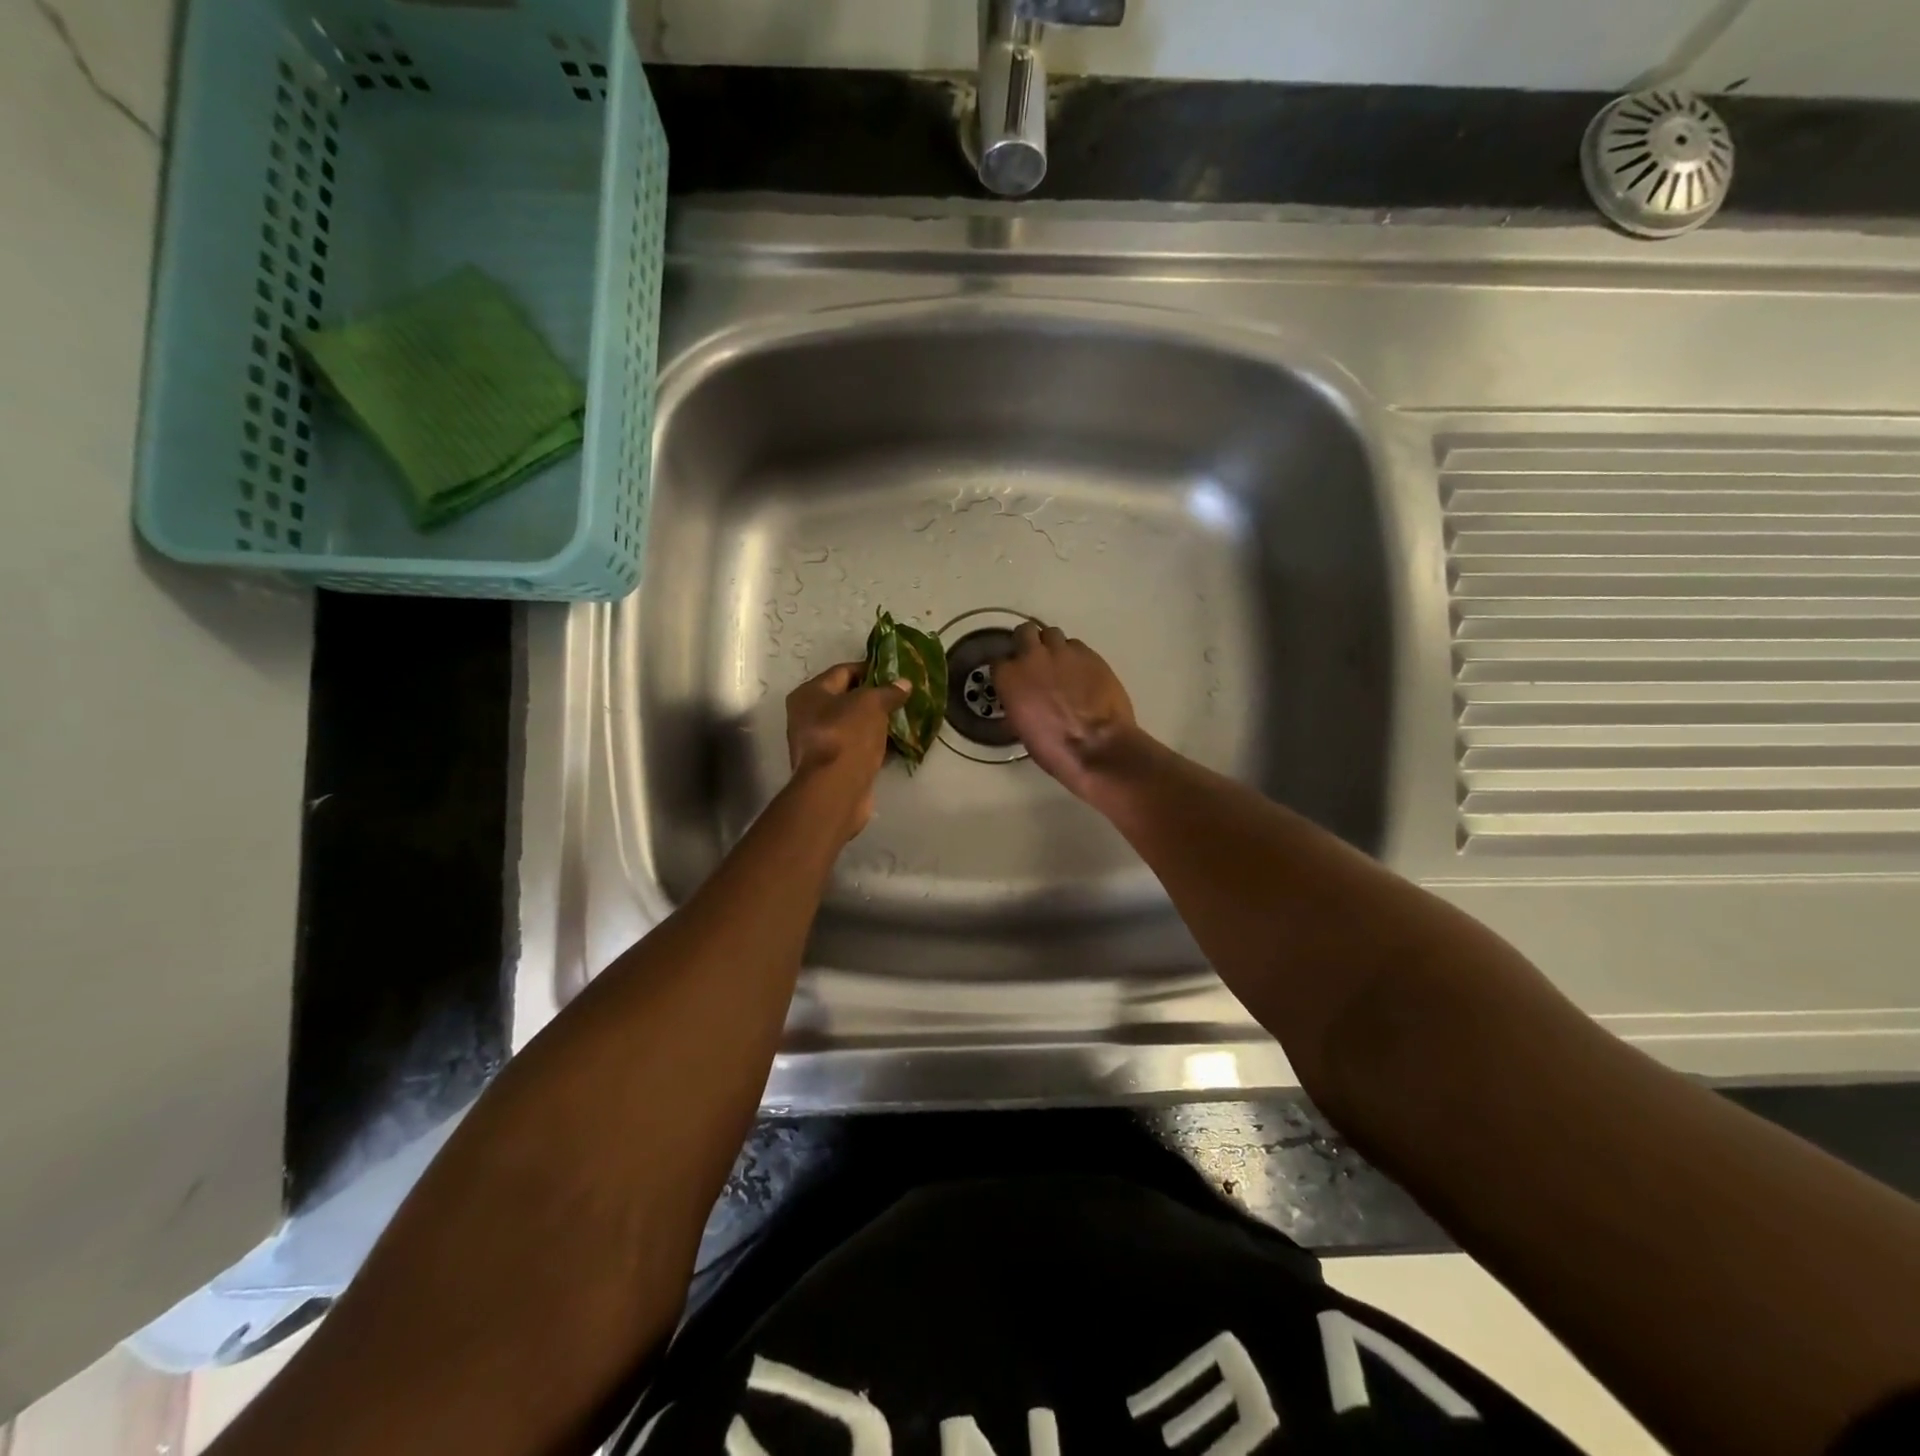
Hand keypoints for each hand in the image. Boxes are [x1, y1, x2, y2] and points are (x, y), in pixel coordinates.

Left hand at [786, 662, 908, 841]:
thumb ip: (888, 691)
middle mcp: (807, 717)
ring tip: (904, 717)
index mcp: (809, 694)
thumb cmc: (846, 736)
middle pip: (847, 699)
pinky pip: (858, 747)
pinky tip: (897, 743)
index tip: (896, 673)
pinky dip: (875, 743)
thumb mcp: (871, 704)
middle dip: (875, 697)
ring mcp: (819, 744)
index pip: (843, 671)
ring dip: (877, 722)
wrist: (836, 790)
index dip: (870, 669)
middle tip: (903, 696)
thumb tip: (904, 683)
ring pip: (854, 725)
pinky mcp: (833, 766)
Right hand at [994, 622, 1137, 799]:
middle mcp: (1032, 656)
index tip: (1013, 679)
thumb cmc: (1054, 748)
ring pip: (1051, 634)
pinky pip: (1076, 646)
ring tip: (1060, 665)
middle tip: (1035, 662)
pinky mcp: (1090, 654)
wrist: (1098, 747)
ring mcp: (1063, 652)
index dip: (1007, 670)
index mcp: (1010, 677)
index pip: (998, 661)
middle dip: (1027, 643)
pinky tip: (1081, 673)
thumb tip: (1020, 700)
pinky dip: (1074, 656)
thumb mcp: (1022, 728)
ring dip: (1052, 646)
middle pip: (1024, 632)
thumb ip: (1017, 703)